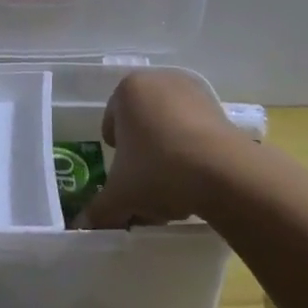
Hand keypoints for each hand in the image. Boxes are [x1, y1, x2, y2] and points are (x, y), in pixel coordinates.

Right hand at [83, 70, 249, 228]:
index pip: (111, 122)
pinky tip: (195, 184)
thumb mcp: (120, 196)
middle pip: (141, 124)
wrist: (224, 173)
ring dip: (167, 156)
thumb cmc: (158, 170)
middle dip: (141, 155)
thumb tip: (83, 225)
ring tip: (171, 191)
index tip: (122, 176)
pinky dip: (192, 154)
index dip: (115, 153)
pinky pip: (196, 133)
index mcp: (128, 90)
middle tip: (144, 186)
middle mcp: (160, 81)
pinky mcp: (221, 109)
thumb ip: (98, 210)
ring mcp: (194, 93)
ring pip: (169, 129)